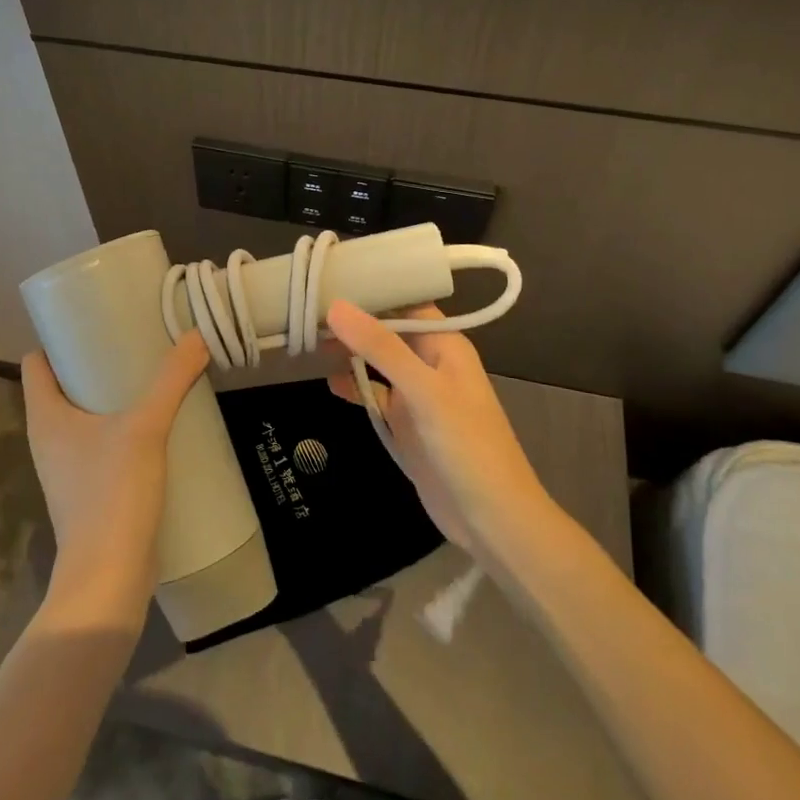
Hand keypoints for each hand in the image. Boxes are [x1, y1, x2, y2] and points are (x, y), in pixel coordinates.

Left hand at [21, 333, 209, 627]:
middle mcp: (48, 438)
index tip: (94, 320)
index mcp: (45, 417)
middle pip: (62, 385)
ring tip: (148, 375)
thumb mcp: (145, 428)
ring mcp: (66, 467)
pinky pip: (99, 442)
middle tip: (132, 340)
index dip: (58, 338)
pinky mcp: (87, 489)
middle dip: (94, 361)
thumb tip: (196, 336)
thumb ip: (171, 379)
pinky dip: (120, 426)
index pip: (36, 362)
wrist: (108, 578)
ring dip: (110, 396)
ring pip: (83, 415)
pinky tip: (154, 422)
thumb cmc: (111, 494)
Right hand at [326, 300, 549, 555]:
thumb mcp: (424, 391)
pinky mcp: (405, 424)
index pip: (404, 302)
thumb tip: (336, 306)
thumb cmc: (467, 446)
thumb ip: (381, 348)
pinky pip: (374, 394)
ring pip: (377, 361)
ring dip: (349, 351)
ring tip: (308, 339)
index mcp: (444, 344)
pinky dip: (353, 386)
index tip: (328, 278)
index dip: (370, 289)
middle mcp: (430, 362)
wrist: (493, 521)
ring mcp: (417, 395)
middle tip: (306, 308)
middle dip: (352, 320)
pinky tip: (329, 382)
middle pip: (386, 330)